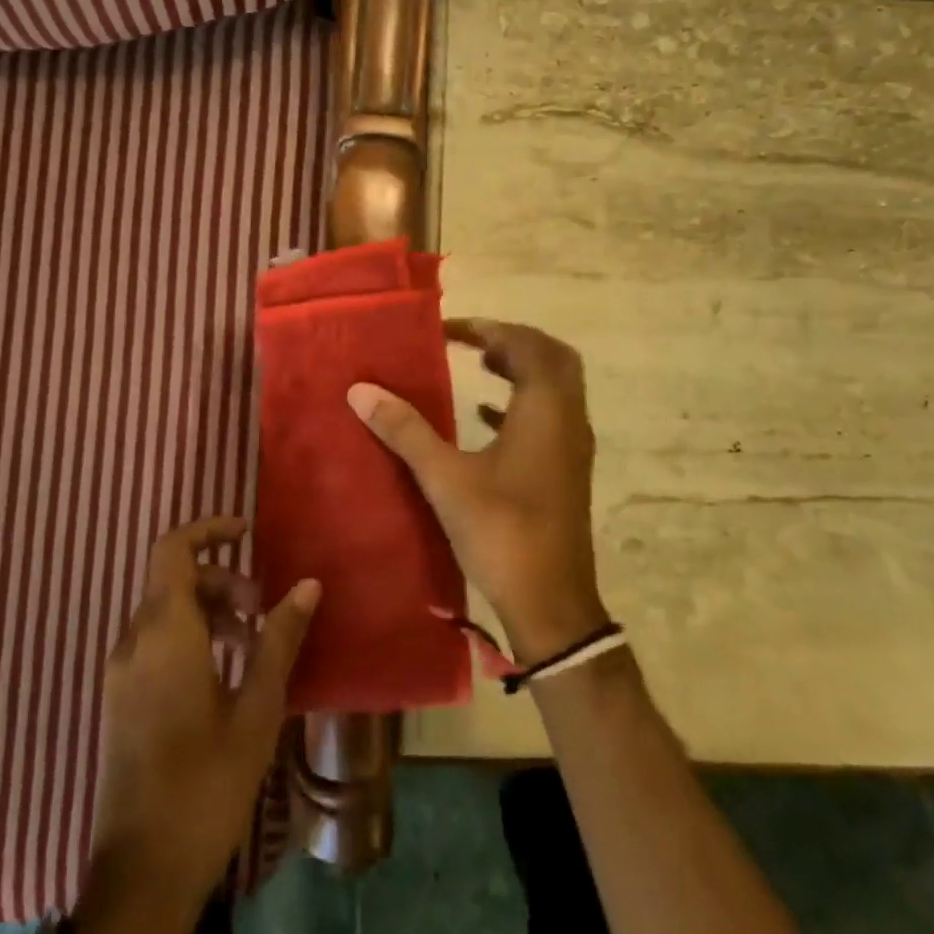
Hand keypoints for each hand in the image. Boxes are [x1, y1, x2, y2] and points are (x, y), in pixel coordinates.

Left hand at [68, 517, 320, 933]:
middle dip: (221, 579)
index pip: (172, 550)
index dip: (208, 530)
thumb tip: (308, 584)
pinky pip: (155, 642)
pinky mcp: (121, 699)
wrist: (142, 874)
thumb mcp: (257, 709)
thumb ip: (280, 639)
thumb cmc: (206, 783)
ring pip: (164, 611)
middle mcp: (134, 642)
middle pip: (173, 579)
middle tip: (264, 608)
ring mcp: (122, 672)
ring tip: (253, 643)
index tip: (248, 533)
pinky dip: (191, 636)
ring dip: (209, 609)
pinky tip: (225, 675)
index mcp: (164, 633)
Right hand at [347, 319, 607, 665]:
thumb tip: (361, 390)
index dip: (487, 329)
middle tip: (471, 342)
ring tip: (478, 365)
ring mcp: (572, 447)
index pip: (525, 344)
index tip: (447, 330)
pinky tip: (484, 416)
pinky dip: (520, 404)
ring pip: (555, 387)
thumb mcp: (446, 479)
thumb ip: (405, 431)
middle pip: (551, 357)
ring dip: (521, 369)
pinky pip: (550, 418)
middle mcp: (568, 419)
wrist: (551, 604)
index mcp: (546, 410)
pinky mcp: (566, 471)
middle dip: (513, 341)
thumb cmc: (502, 533)